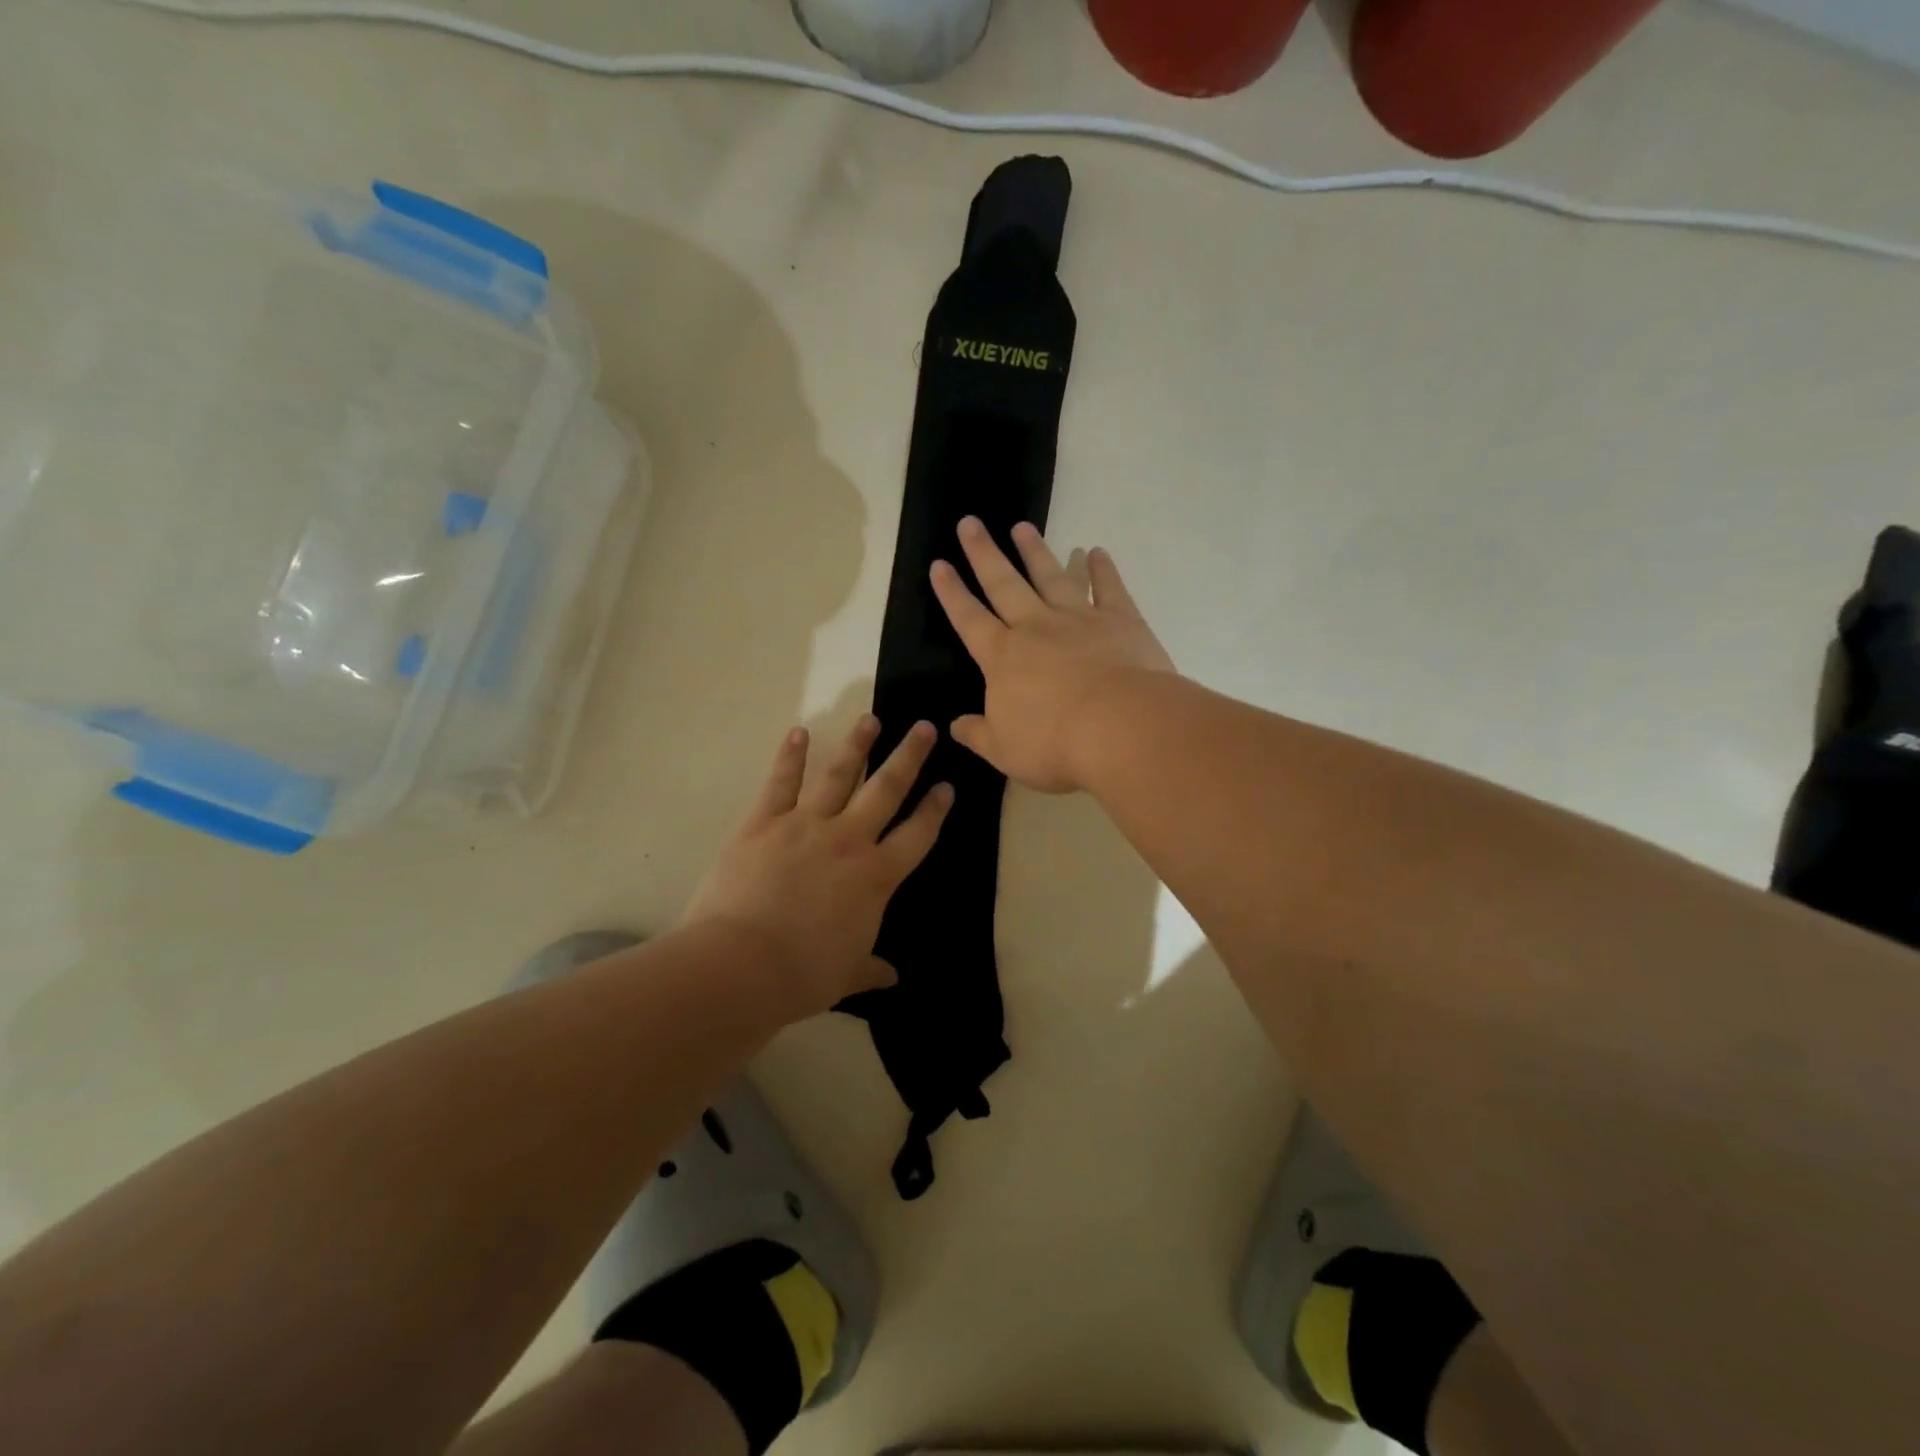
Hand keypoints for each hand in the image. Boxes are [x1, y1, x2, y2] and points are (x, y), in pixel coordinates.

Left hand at [683, 716, 952, 1019]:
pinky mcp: (763, 822)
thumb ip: (871, 969)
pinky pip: (781, 782)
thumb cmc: (802, 974)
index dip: (935, 810)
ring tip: (871, 719)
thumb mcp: (846, 975)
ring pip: (838, 774)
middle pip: (887, 789)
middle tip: (924, 727)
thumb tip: (892, 978)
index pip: (917, 835)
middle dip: (909, 757)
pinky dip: (790, 755)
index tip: (947, 787)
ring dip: (857, 744)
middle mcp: (848, 839)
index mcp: (876, 876)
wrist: (741, 965)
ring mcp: (805, 825)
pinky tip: (799, 731)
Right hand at [931, 517, 1174, 792]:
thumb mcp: (1004, 751)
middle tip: (970, 523)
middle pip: (1004, 584)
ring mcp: (1079, 619)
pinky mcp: (1120, 621)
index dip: (952, 593)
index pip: (969, 619)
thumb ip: (977, 734)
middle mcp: (1036, 628)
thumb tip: (954, 725)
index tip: (939, 565)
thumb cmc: (1054, 743)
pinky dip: (1102, 569)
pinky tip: (1095, 551)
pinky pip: (1108, 588)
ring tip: (1022, 527)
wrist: (1120, 728)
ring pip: (1051, 577)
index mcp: (1003, 658)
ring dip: (1035, 552)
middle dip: (984, 554)